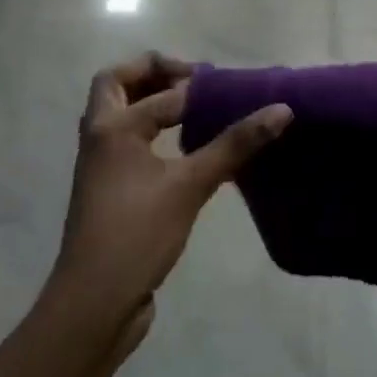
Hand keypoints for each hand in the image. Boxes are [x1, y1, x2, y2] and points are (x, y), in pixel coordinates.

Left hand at [49, 53, 292, 350]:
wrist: (94, 303)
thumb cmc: (138, 233)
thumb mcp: (191, 184)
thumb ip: (235, 144)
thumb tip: (282, 109)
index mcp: (112, 127)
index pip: (161, 93)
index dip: (197, 88)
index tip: (230, 90)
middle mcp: (98, 138)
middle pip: (116, 84)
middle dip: (152, 73)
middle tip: (192, 80)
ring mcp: (99, 166)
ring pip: (118, 115)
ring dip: (148, 101)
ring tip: (190, 107)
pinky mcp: (107, 190)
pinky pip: (126, 143)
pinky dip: (150, 132)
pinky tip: (183, 151)